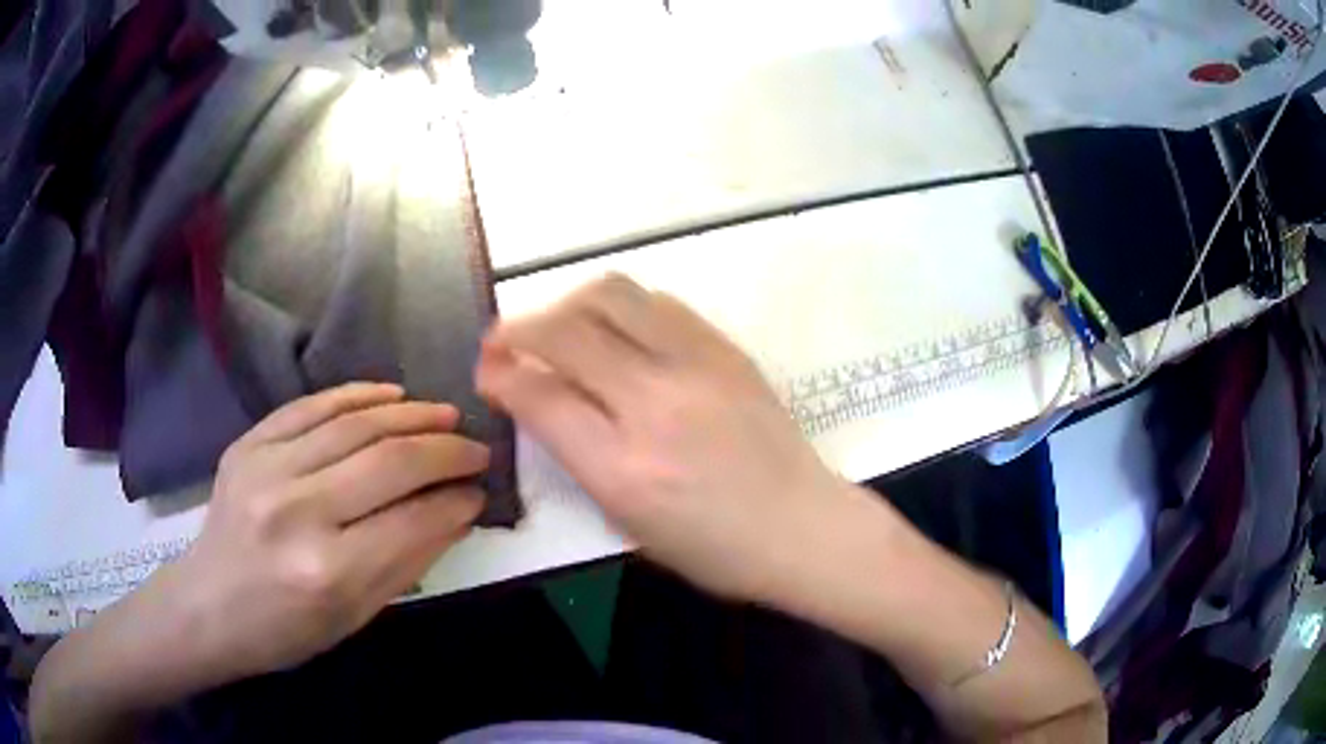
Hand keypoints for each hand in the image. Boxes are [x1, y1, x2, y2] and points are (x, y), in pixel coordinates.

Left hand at [166, 383, 488, 680]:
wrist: (209, 606)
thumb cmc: (286, 629)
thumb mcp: (354, 617)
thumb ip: (407, 562)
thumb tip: (457, 512)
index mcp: (328, 570)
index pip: (412, 520)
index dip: (457, 501)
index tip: (481, 492)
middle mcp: (298, 510)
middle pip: (388, 461)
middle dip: (445, 450)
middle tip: (475, 448)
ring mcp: (267, 468)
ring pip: (355, 424)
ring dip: (411, 415)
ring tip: (446, 415)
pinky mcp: (248, 443)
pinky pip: (311, 405)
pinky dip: (357, 394)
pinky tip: (392, 393)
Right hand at [476, 275, 851, 601]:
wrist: (803, 526)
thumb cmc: (714, 548)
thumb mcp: (629, 523)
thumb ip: (577, 458)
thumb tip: (538, 401)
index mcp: (624, 469)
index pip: (539, 396)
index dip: (498, 374)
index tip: (487, 371)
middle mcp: (655, 404)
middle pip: (564, 330)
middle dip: (517, 328)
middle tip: (505, 341)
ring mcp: (697, 366)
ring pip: (611, 295)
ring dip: (567, 303)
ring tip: (559, 327)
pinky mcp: (726, 348)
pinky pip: (658, 302)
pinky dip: (620, 308)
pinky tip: (617, 331)